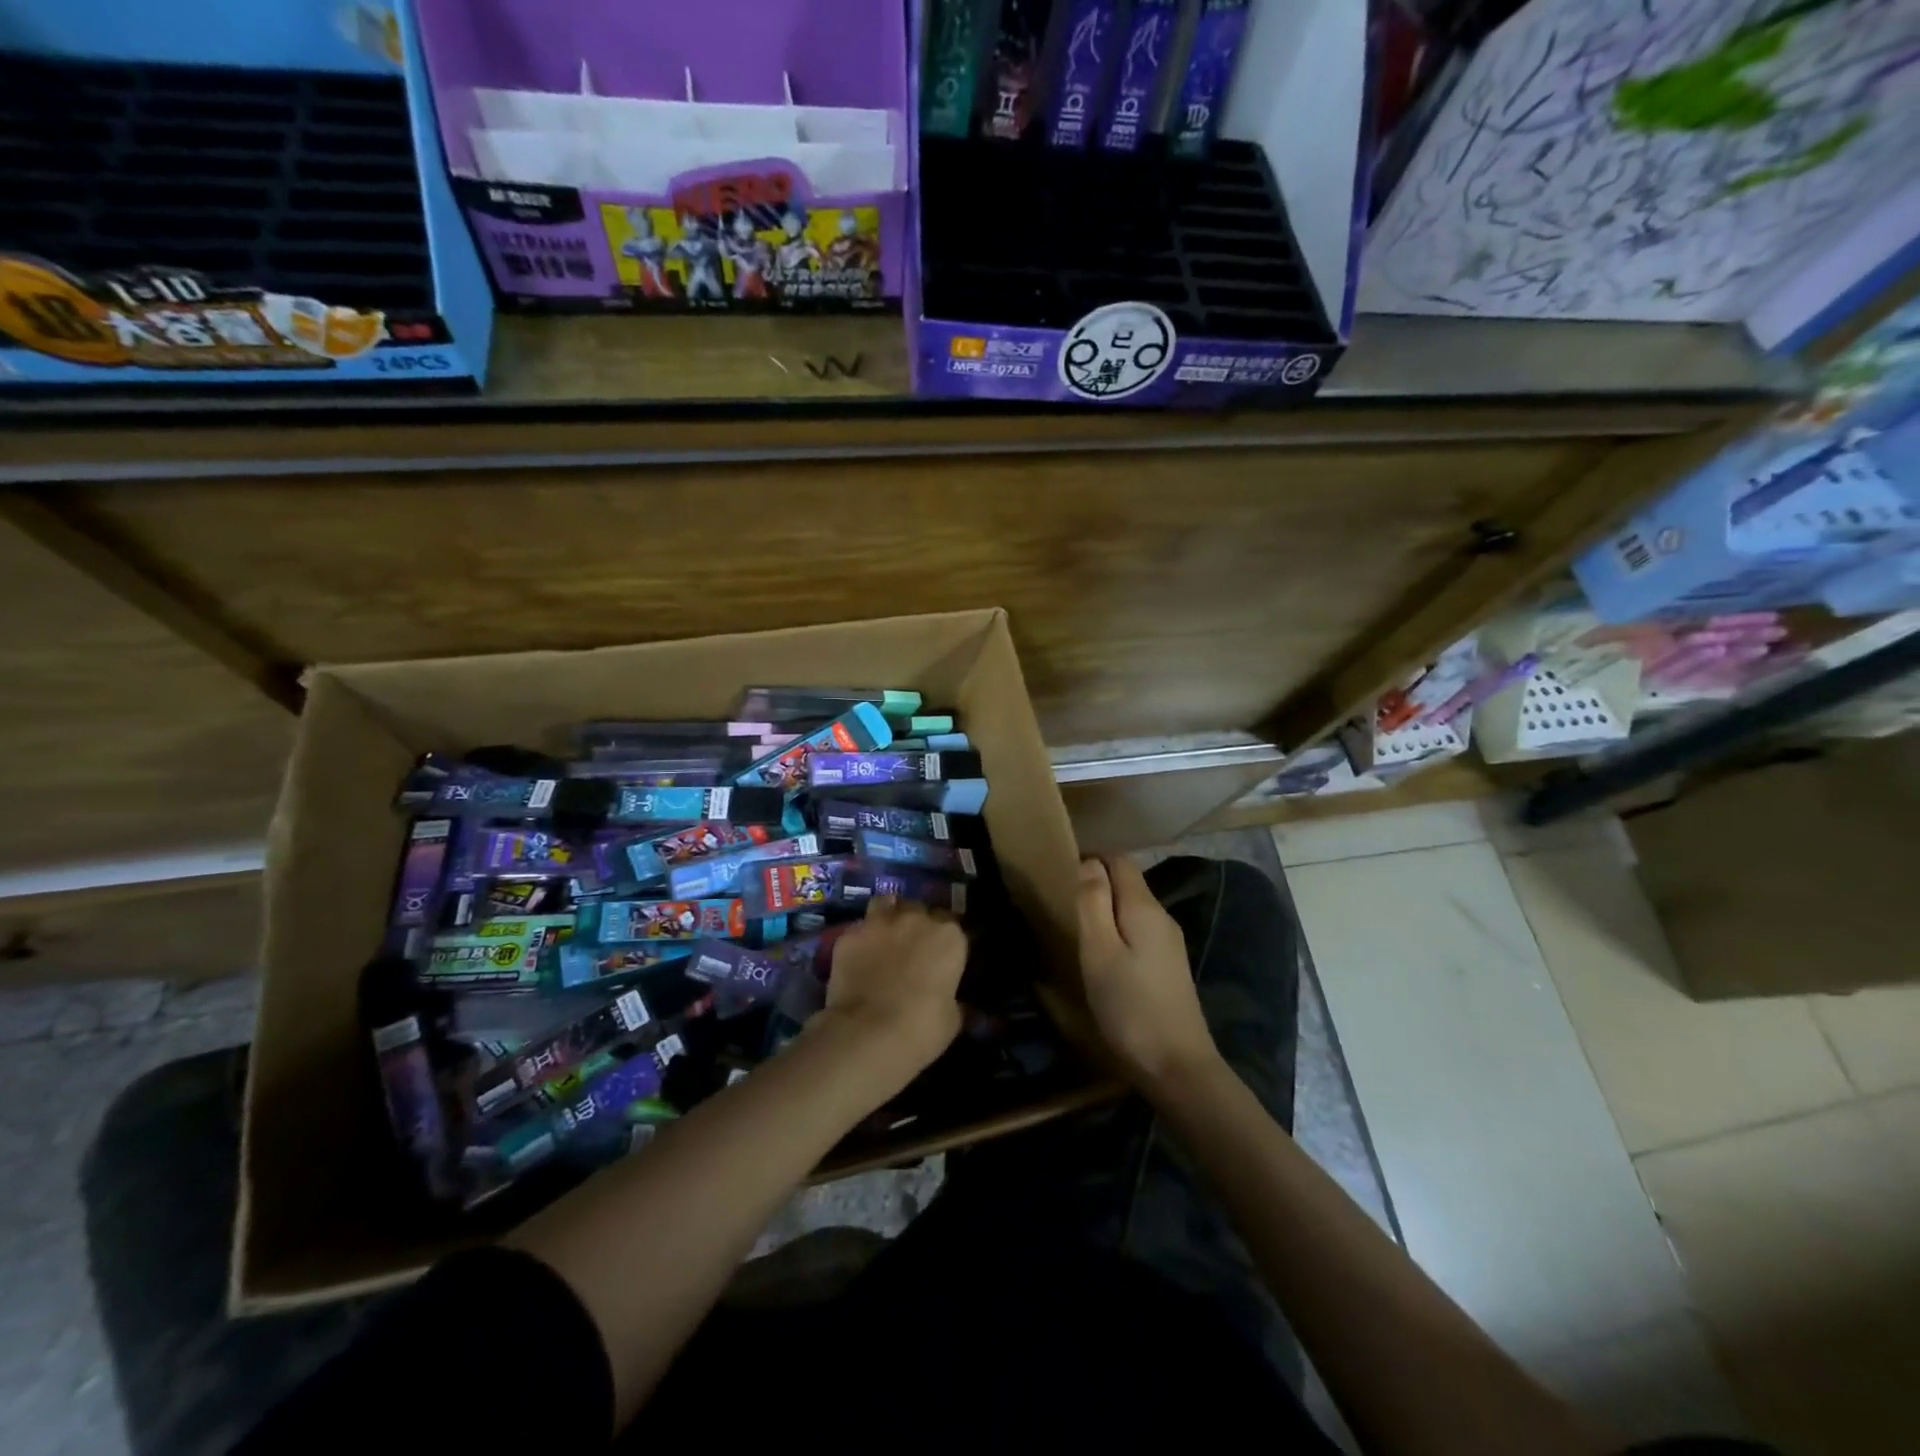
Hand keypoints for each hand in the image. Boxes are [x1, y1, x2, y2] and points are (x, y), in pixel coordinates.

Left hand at [812, 898, 966, 1099]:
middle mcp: (916, 919)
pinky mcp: (848, 935)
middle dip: (917, 924)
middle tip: (912, 950)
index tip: (941, 958)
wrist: (867, 1034)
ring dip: (888, 917)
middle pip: (919, 910)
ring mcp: (879, 923)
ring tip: (884, 939)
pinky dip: (860, 942)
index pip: (952, 925)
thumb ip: (952, 999)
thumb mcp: (951, 1018)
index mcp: (949, 936)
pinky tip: (857, 960)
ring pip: (886, 905)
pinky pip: (858, 931)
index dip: (945, 941)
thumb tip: (950, 1000)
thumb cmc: (921, 1028)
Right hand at [1077, 857, 1220, 1093]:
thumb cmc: (1130, 1007)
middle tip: (1061, 898)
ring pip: (1133, 907)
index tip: (1060, 869)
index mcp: (1144, 907)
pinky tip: (1101, 952)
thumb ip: (1093, 903)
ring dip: (1106, 907)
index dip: (1091, 857)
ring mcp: (1169, 942)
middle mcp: (1162, 917)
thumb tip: (1089, 862)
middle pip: (1128, 882)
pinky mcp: (1168, 966)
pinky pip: (1139, 930)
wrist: (1178, 1067)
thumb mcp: (1100, 952)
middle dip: (1096, 881)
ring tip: (1075, 923)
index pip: (1120, 860)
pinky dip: (1117, 928)